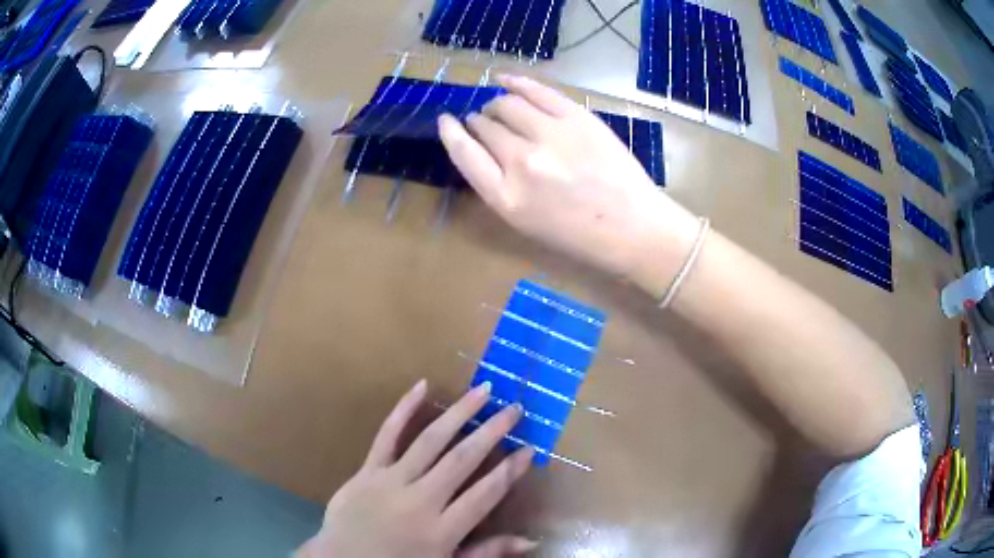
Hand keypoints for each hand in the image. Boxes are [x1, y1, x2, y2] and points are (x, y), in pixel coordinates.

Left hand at [297, 380, 537, 557]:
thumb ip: (488, 552)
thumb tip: (532, 541)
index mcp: (442, 530)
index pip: (485, 494)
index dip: (510, 471)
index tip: (529, 449)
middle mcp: (420, 501)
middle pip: (461, 460)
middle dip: (492, 431)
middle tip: (514, 408)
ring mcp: (390, 482)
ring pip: (430, 441)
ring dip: (459, 413)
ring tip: (483, 390)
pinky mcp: (367, 470)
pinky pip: (386, 435)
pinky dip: (404, 409)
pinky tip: (422, 386)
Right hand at [438, 75, 698, 283]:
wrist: (634, 227)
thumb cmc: (580, 235)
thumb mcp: (526, 224)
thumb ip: (499, 186)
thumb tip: (484, 148)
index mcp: (506, 198)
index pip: (464, 154)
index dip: (451, 133)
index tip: (445, 121)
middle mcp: (521, 163)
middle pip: (485, 127)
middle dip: (479, 121)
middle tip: (483, 120)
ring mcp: (550, 136)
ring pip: (506, 104)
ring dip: (496, 103)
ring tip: (499, 106)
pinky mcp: (576, 118)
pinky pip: (536, 90)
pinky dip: (516, 82)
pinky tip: (505, 79)